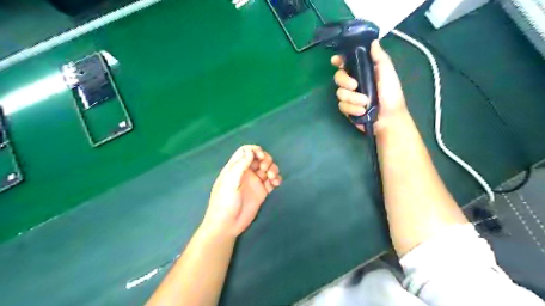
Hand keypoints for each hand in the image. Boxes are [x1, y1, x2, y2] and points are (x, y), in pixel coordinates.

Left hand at [202, 144, 283, 236]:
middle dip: (266, 160)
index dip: (255, 150)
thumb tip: (250, 151)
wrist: (227, 225)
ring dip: (273, 169)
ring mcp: (255, 182)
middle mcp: (246, 172)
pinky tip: (276, 183)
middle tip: (265, 169)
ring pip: (267, 169)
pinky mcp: (262, 192)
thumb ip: (240, 165)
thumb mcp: (230, 182)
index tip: (260, 156)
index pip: (246, 151)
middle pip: (259, 158)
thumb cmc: (225, 202)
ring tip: (273, 178)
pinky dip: (276, 179)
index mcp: (235, 167)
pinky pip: (272, 181)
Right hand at [332, 40, 408, 132]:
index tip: (336, 61)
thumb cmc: (391, 94)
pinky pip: (342, 106)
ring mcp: (350, 96)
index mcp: (363, 71)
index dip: (339, 60)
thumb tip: (373, 42)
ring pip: (339, 93)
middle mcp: (354, 82)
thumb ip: (380, 58)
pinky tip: (361, 111)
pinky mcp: (347, 108)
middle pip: (338, 77)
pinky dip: (352, 109)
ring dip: (352, 99)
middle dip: (344, 81)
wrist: (389, 118)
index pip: (347, 63)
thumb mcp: (388, 73)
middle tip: (355, 86)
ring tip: (365, 103)